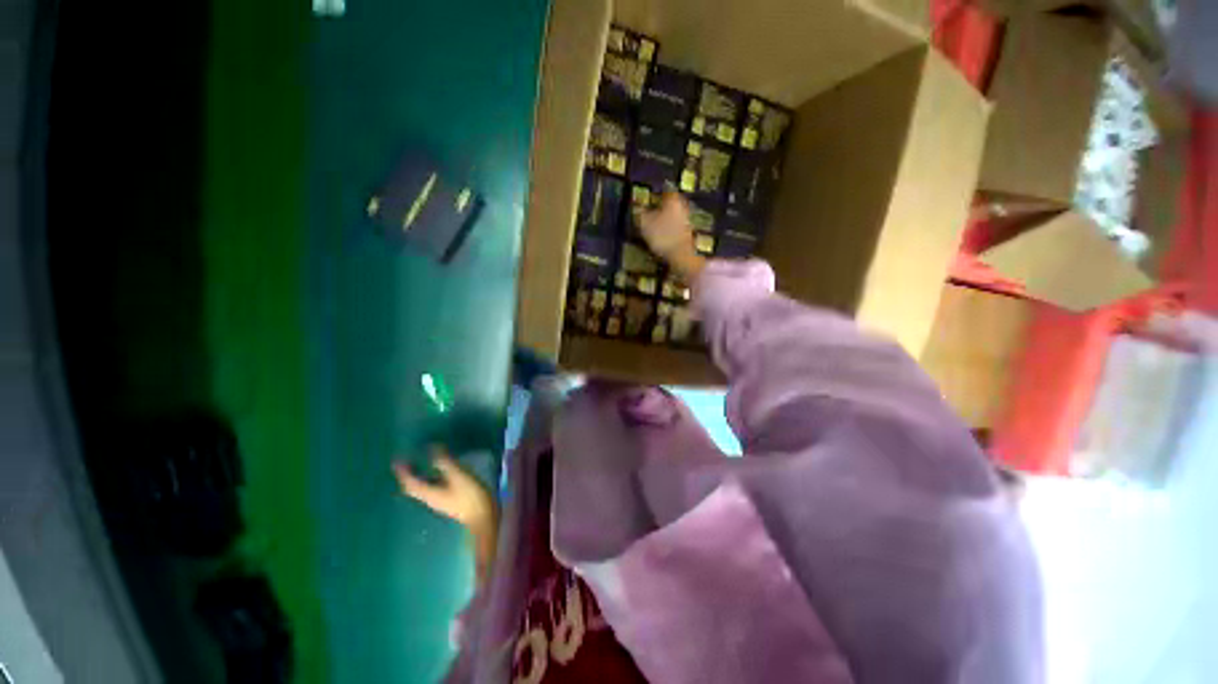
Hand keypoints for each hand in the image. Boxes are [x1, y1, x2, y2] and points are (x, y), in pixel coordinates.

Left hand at [395, 447, 499, 585]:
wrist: (484, 518)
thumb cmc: (470, 496)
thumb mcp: (458, 476)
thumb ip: (445, 463)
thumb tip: (431, 448)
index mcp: (429, 493)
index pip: (411, 483)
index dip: (403, 471)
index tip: (397, 460)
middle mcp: (431, 498)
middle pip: (414, 487)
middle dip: (409, 475)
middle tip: (406, 461)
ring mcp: (441, 500)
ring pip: (424, 488)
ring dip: (419, 476)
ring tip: (419, 464)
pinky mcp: (450, 500)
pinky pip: (434, 488)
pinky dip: (431, 478)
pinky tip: (439, 472)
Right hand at [639, 192, 704, 281]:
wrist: (681, 256)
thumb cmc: (662, 235)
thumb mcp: (645, 223)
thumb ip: (640, 213)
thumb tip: (637, 207)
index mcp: (672, 200)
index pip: (666, 189)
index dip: (658, 191)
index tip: (651, 194)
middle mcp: (682, 206)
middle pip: (671, 202)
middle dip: (662, 205)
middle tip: (652, 208)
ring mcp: (687, 220)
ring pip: (674, 214)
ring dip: (666, 216)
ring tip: (655, 222)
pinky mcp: (688, 233)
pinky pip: (676, 225)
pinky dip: (669, 227)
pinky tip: (662, 233)